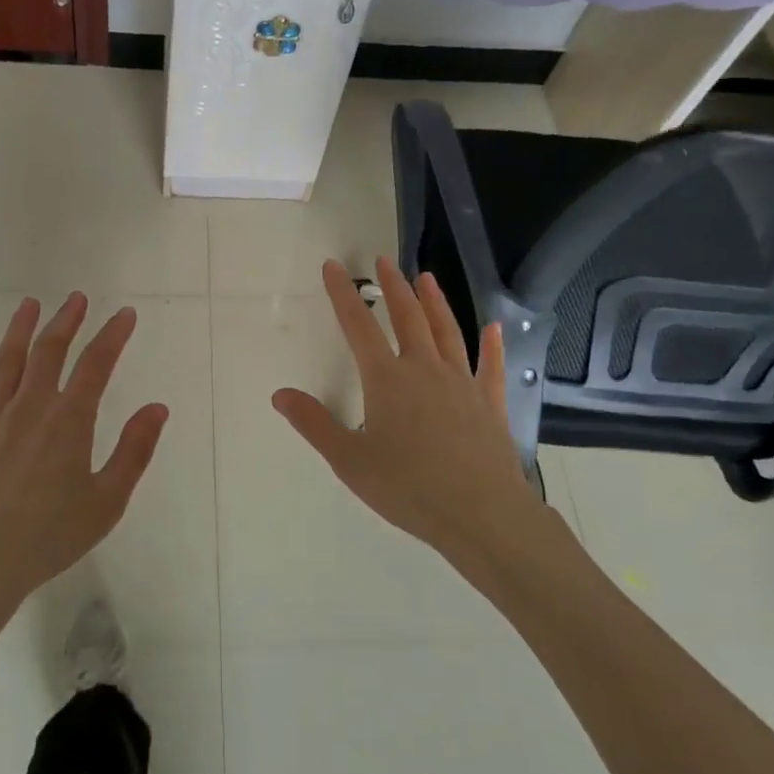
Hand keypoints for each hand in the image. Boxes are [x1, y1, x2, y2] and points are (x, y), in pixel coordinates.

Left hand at [0, 293, 168, 621]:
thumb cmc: (49, 537)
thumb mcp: (107, 501)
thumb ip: (134, 451)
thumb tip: (157, 407)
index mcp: (69, 421)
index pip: (96, 365)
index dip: (113, 336)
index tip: (125, 315)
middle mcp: (30, 408)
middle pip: (49, 351)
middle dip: (66, 321)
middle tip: (77, 299)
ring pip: (7, 362)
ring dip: (20, 329)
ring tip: (30, 304)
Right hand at [273, 258, 546, 559]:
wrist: (480, 513)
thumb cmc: (407, 487)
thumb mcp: (348, 460)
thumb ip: (314, 423)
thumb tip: (280, 394)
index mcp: (387, 380)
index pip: (358, 326)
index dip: (343, 294)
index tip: (333, 266)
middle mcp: (425, 370)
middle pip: (408, 317)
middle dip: (394, 286)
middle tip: (384, 260)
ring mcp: (462, 384)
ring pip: (447, 332)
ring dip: (435, 302)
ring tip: (427, 277)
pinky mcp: (490, 404)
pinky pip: (490, 366)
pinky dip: (491, 345)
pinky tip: (492, 327)